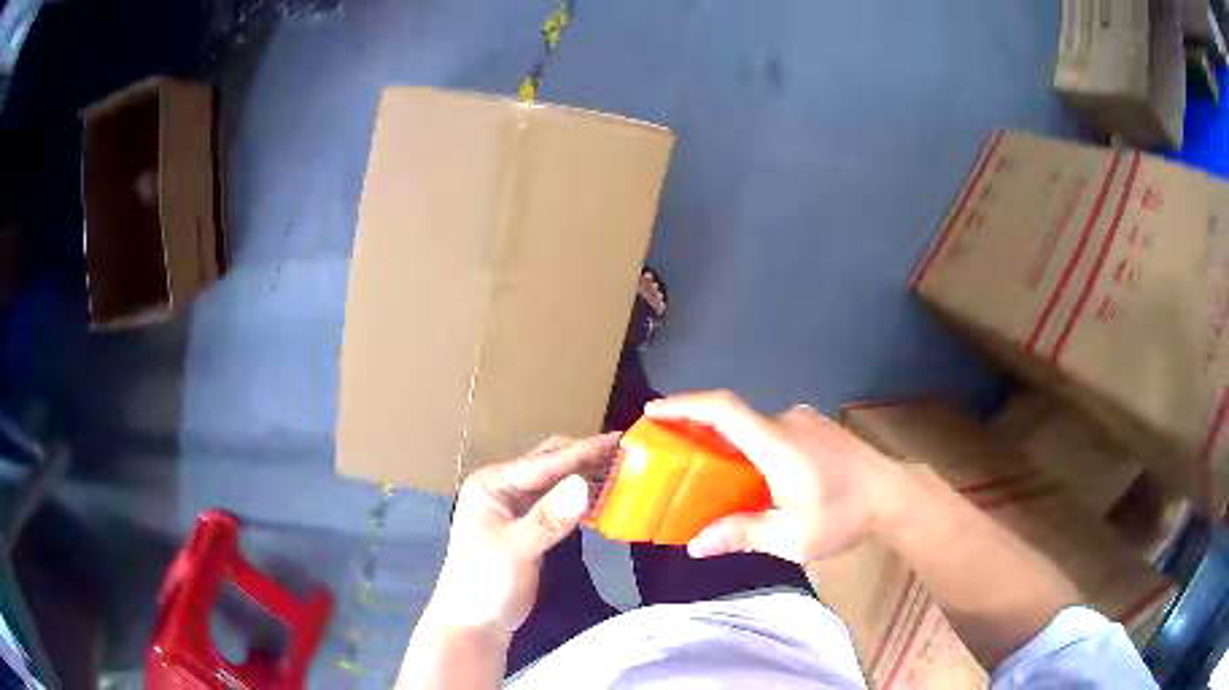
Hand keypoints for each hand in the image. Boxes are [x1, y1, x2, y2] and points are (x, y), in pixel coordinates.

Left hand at [423, 434, 618, 636]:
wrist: (474, 623)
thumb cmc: (486, 584)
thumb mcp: (517, 550)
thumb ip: (549, 518)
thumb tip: (584, 484)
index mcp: (492, 484)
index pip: (544, 463)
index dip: (583, 452)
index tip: (619, 439)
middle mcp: (502, 487)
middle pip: (549, 464)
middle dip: (585, 458)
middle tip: (627, 453)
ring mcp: (515, 506)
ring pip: (556, 482)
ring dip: (585, 476)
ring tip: (623, 470)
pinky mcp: (528, 525)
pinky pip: (558, 502)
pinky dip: (580, 498)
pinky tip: (602, 498)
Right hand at [645, 391, 902, 563]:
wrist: (894, 495)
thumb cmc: (844, 515)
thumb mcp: (792, 537)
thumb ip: (742, 534)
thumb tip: (696, 545)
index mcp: (777, 443)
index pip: (723, 409)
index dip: (684, 405)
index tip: (653, 412)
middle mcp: (787, 422)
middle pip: (733, 418)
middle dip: (698, 431)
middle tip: (673, 456)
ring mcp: (805, 421)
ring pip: (754, 427)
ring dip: (729, 443)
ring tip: (714, 475)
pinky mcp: (816, 428)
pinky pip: (772, 431)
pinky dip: (751, 446)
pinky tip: (755, 476)